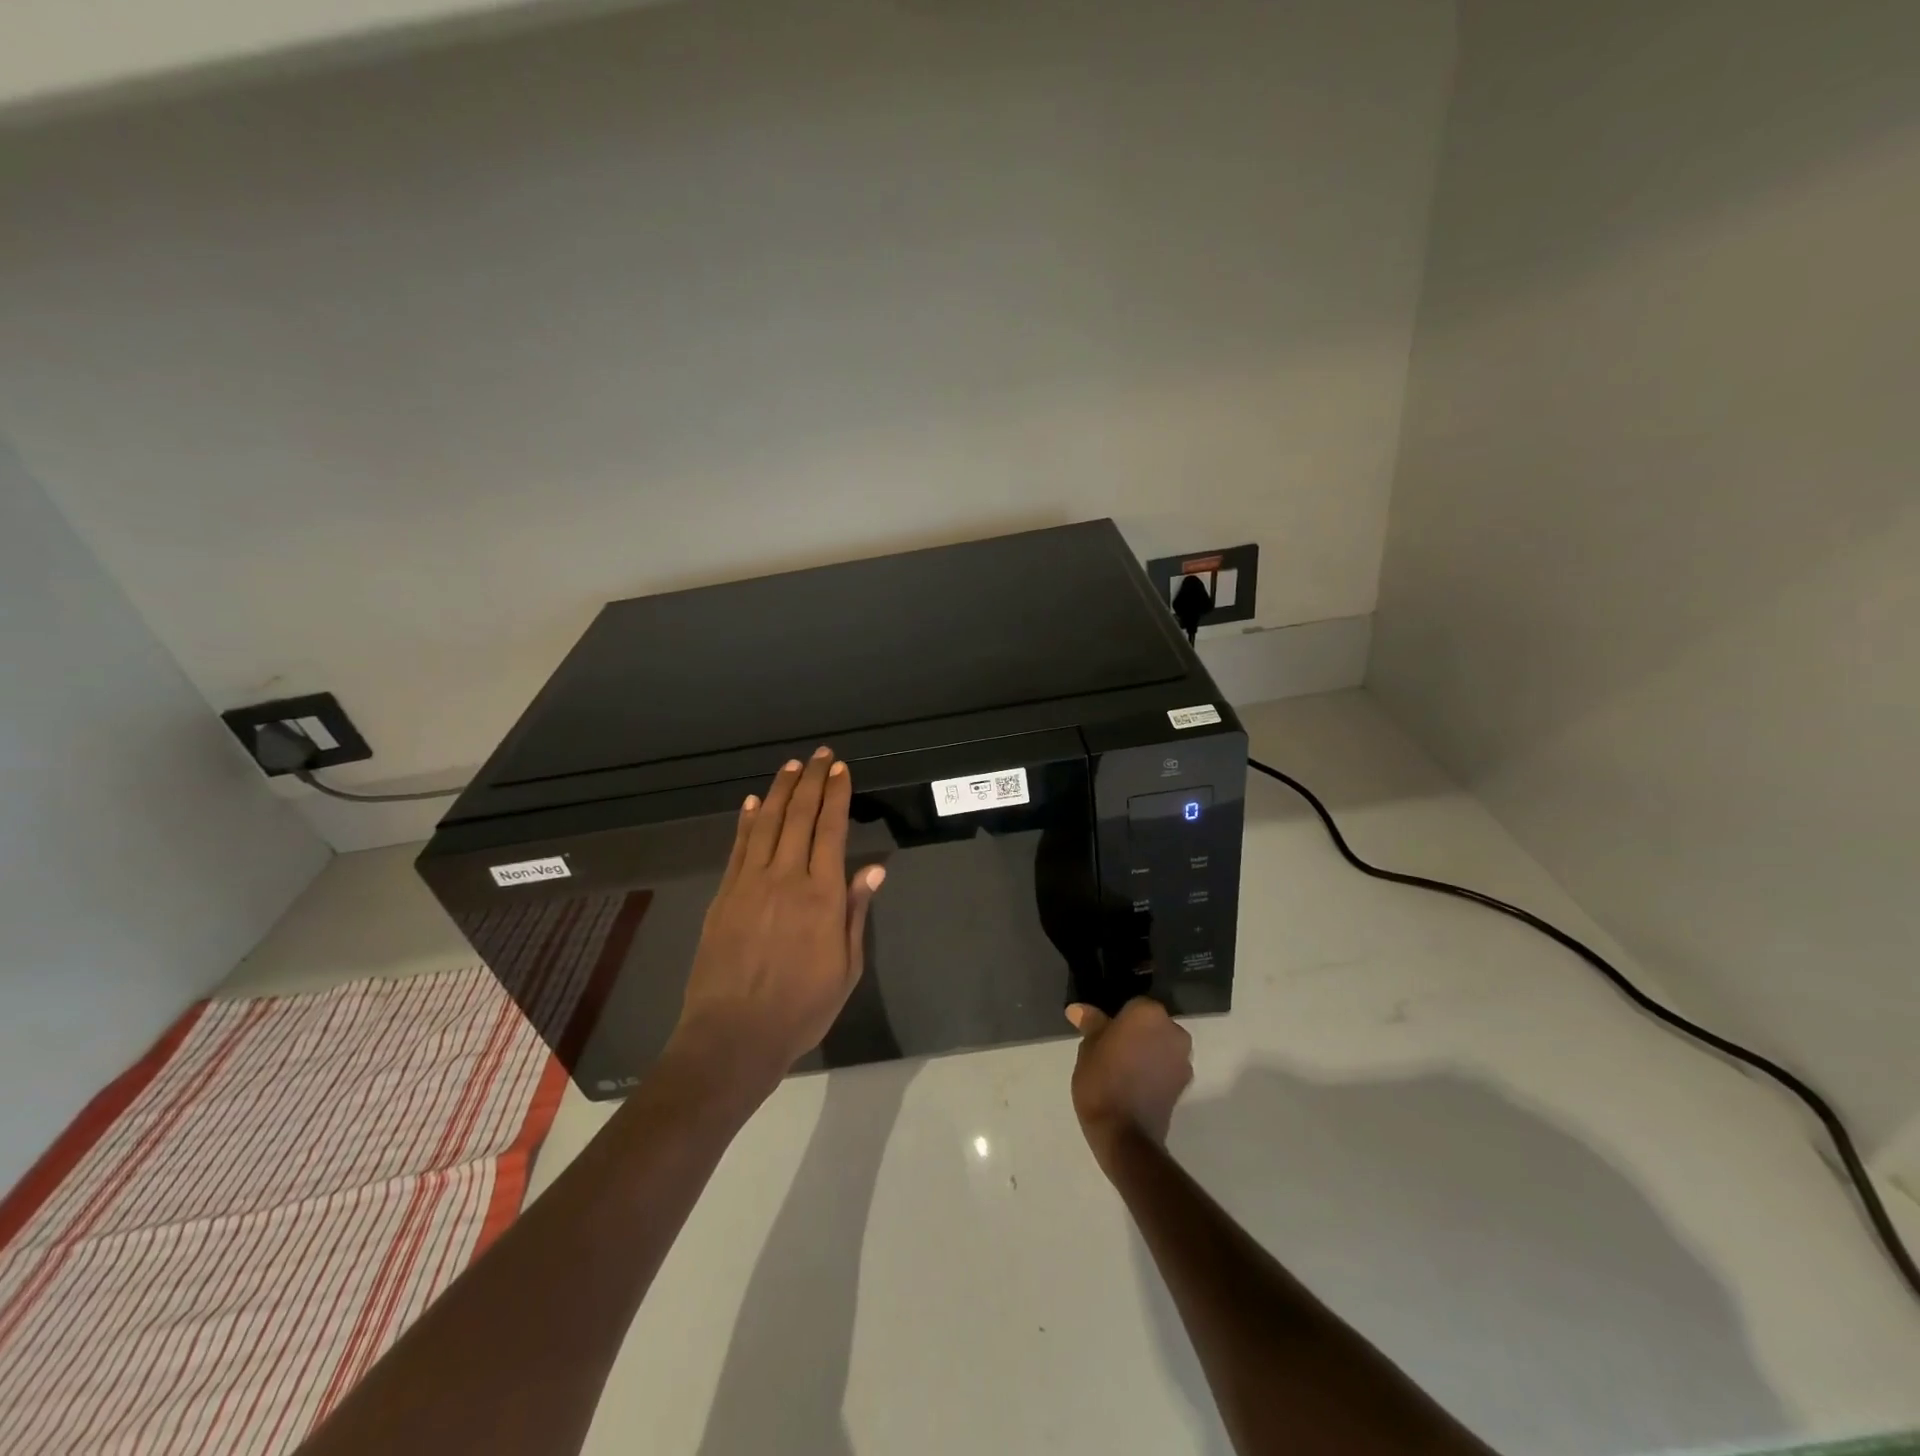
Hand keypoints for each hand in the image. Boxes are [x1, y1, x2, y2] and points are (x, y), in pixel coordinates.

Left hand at [671, 747, 885, 1083]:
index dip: (837, 796)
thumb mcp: (846, 967)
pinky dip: (747, 820)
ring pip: (767, 823)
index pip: (831, 830)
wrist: (733, 1035)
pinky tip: (754, 801)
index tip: (842, 770)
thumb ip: (856, 912)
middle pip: (799, 817)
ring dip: (781, 791)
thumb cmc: (801, 1007)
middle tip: (821, 755)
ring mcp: (750, 883)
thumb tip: (874, 867)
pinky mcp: (724, 894)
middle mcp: (786, 878)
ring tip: (793, 766)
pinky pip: (738, 847)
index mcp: (822, 896)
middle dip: (812, 782)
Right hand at [1065, 998, 1193, 1171]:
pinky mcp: (1185, 1084)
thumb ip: (1091, 1024)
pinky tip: (1135, 1084)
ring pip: (1161, 1045)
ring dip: (1148, 1052)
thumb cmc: (1101, 1081)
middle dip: (1136, 1033)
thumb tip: (1077, 1009)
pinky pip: (1167, 1066)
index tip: (1104, 1034)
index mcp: (1148, 1013)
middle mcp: (1173, 1030)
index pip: (1133, 1005)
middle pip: (1151, 1024)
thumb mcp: (1088, 1049)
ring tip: (1123, 1070)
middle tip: (1112, 1050)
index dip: (1117, 1019)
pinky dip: (1155, 1070)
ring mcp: (1183, 1058)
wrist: (1125, 1135)